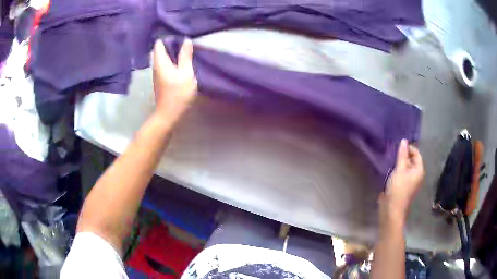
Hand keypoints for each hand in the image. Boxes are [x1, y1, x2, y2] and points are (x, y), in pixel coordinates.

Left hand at [152, 39, 197, 122]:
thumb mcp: (186, 73)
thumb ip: (186, 56)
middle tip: (184, 40)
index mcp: (160, 62)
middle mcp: (156, 66)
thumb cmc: (178, 93)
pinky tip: (181, 61)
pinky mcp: (161, 79)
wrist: (169, 114)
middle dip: (171, 43)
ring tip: (184, 48)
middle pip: (160, 50)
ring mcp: (157, 73)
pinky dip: (172, 60)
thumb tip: (186, 40)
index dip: (168, 37)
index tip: (179, 34)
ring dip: (172, 52)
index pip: (159, 44)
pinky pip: (165, 64)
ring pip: (163, 57)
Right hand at [381, 139, 424, 219]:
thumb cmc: (398, 188)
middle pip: (412, 160)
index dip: (409, 148)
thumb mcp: (400, 169)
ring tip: (391, 159)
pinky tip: (390, 169)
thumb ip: (402, 154)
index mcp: (419, 170)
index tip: (398, 146)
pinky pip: (402, 174)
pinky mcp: (403, 187)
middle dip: (404, 155)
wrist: (392, 209)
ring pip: (406, 168)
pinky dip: (397, 170)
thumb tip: (404, 140)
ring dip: (399, 163)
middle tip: (393, 152)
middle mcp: (417, 175)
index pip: (416, 154)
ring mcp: (410, 182)